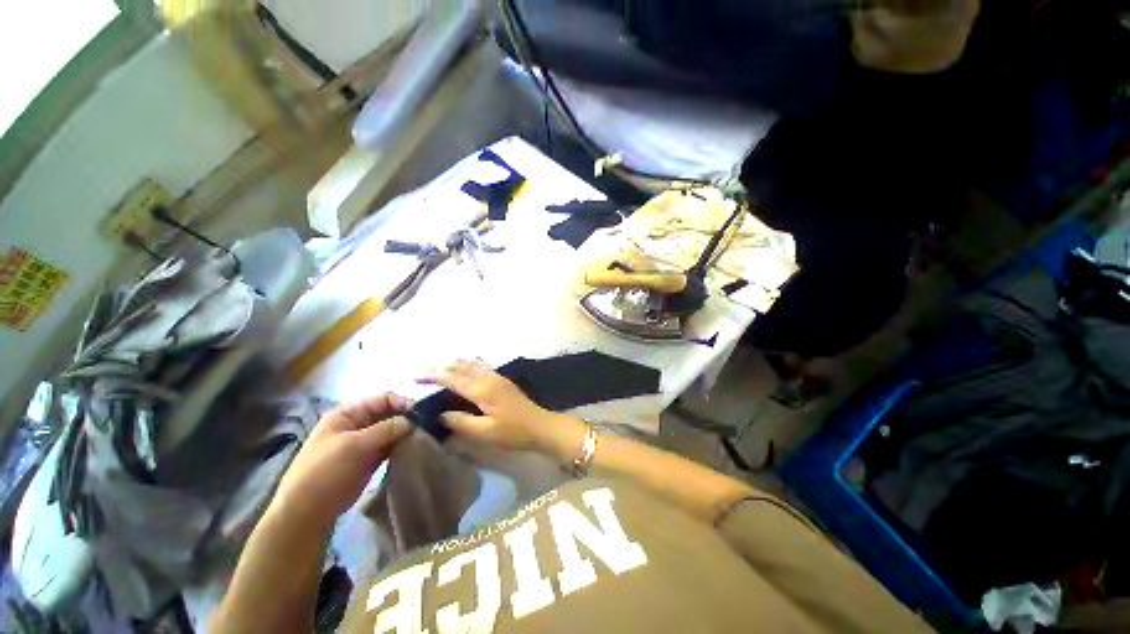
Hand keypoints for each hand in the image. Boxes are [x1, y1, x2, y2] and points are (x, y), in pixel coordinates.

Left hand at [272, 394, 411, 529]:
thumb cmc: (324, 471)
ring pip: (392, 431)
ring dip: (406, 433)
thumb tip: (412, 421)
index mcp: (348, 414)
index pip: (382, 399)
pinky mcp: (370, 459)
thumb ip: (385, 429)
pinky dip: (402, 446)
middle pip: (389, 413)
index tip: (421, 413)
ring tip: (424, 439)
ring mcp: (364, 443)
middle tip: (427, 427)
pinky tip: (415, 449)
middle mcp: (357, 424)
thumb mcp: (353, 446)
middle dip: (407, 418)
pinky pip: (391, 447)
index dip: (402, 403)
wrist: (306, 512)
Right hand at [419, 360, 555, 450]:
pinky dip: (469, 365)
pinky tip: (467, 369)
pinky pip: (482, 367)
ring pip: (472, 364)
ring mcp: (497, 377)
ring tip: (441, 371)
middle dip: (442, 369)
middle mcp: (489, 378)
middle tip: (424, 375)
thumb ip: (461, 422)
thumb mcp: (485, 432)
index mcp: (482, 389)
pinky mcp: (503, 381)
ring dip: (455, 365)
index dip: (434, 376)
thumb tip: (441, 415)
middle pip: (462, 367)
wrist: (540, 425)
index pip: (453, 378)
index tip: (416, 378)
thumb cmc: (513, 432)